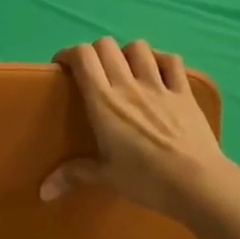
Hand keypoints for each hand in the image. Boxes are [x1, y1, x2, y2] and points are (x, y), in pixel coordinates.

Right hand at [42, 37, 239, 238]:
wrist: (197, 182)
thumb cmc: (146, 180)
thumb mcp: (106, 177)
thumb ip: (73, 175)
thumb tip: (43, 192)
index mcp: (104, 103)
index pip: (83, 58)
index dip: (69, 54)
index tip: (63, 67)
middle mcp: (129, 85)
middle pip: (107, 46)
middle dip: (94, 52)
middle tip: (91, 72)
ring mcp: (160, 86)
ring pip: (139, 48)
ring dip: (127, 52)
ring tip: (124, 69)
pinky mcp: (184, 92)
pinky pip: (172, 61)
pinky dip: (161, 59)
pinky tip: (158, 71)